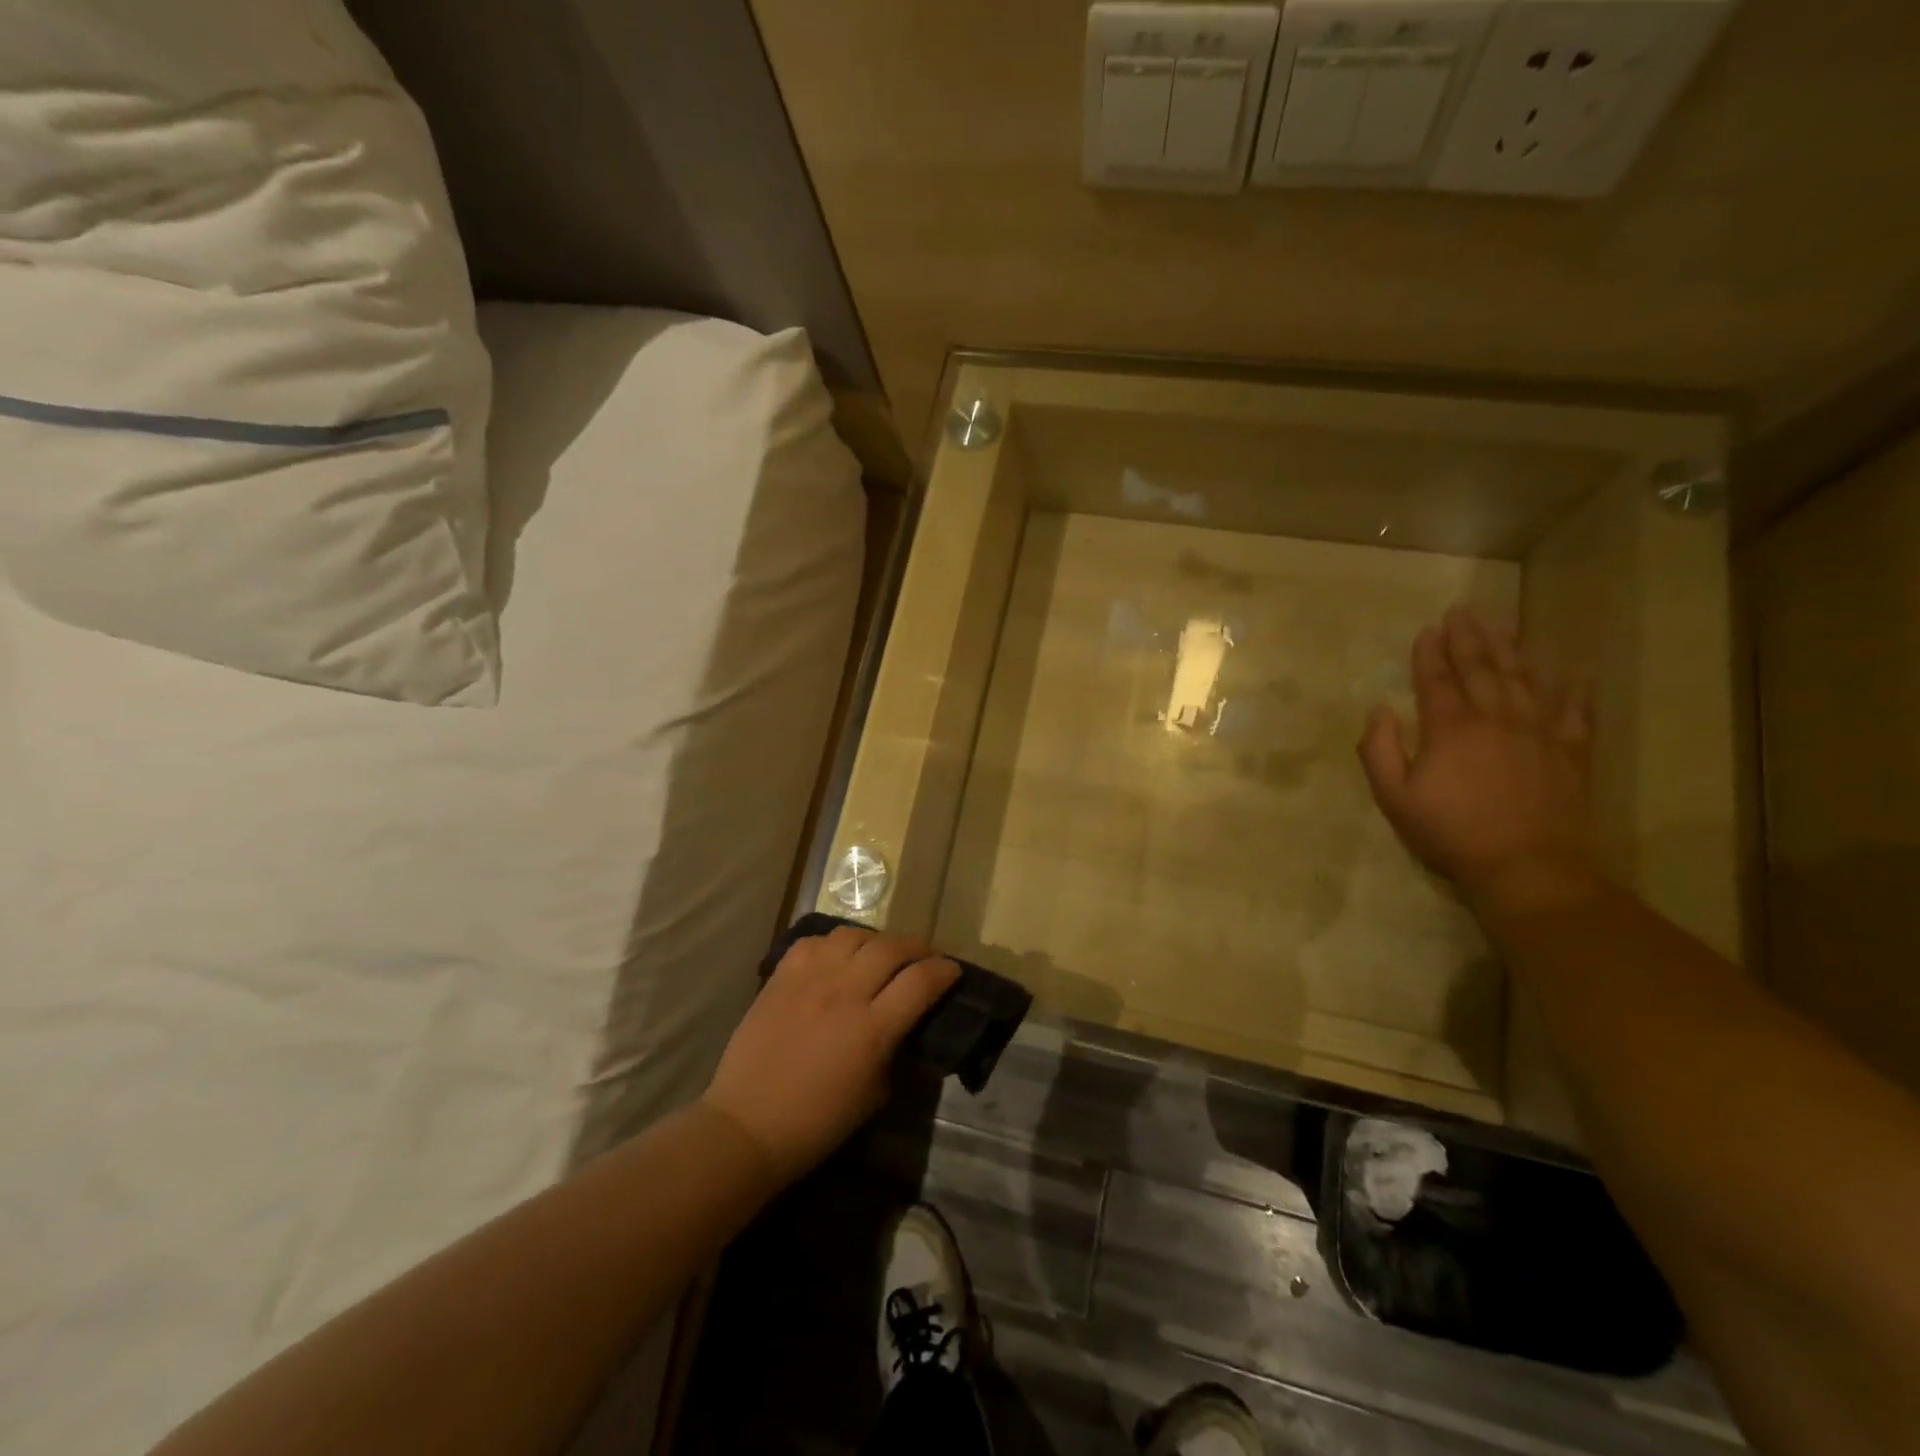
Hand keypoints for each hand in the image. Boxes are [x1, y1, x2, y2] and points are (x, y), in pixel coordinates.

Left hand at [701, 926, 960, 1187]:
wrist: (747, 1125)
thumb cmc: (817, 1123)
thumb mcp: (874, 1094)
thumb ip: (895, 1051)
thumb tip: (907, 1027)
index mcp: (872, 1028)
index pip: (921, 981)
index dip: (944, 971)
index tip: (953, 971)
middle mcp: (844, 992)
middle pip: (892, 948)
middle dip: (918, 947)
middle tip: (924, 957)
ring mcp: (809, 979)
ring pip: (853, 934)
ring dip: (875, 941)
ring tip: (879, 954)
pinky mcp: (781, 976)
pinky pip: (814, 941)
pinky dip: (833, 944)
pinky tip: (836, 958)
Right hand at [1357, 607, 1598, 901]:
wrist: (1527, 867)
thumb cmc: (1450, 832)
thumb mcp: (1393, 797)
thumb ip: (1378, 750)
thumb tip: (1379, 710)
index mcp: (1450, 728)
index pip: (1436, 681)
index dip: (1429, 654)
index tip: (1427, 630)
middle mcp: (1496, 719)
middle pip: (1481, 669)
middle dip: (1468, 639)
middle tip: (1462, 612)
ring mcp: (1538, 733)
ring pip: (1524, 679)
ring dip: (1510, 649)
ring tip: (1500, 624)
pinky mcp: (1571, 753)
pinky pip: (1576, 712)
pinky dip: (1576, 689)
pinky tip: (1576, 670)